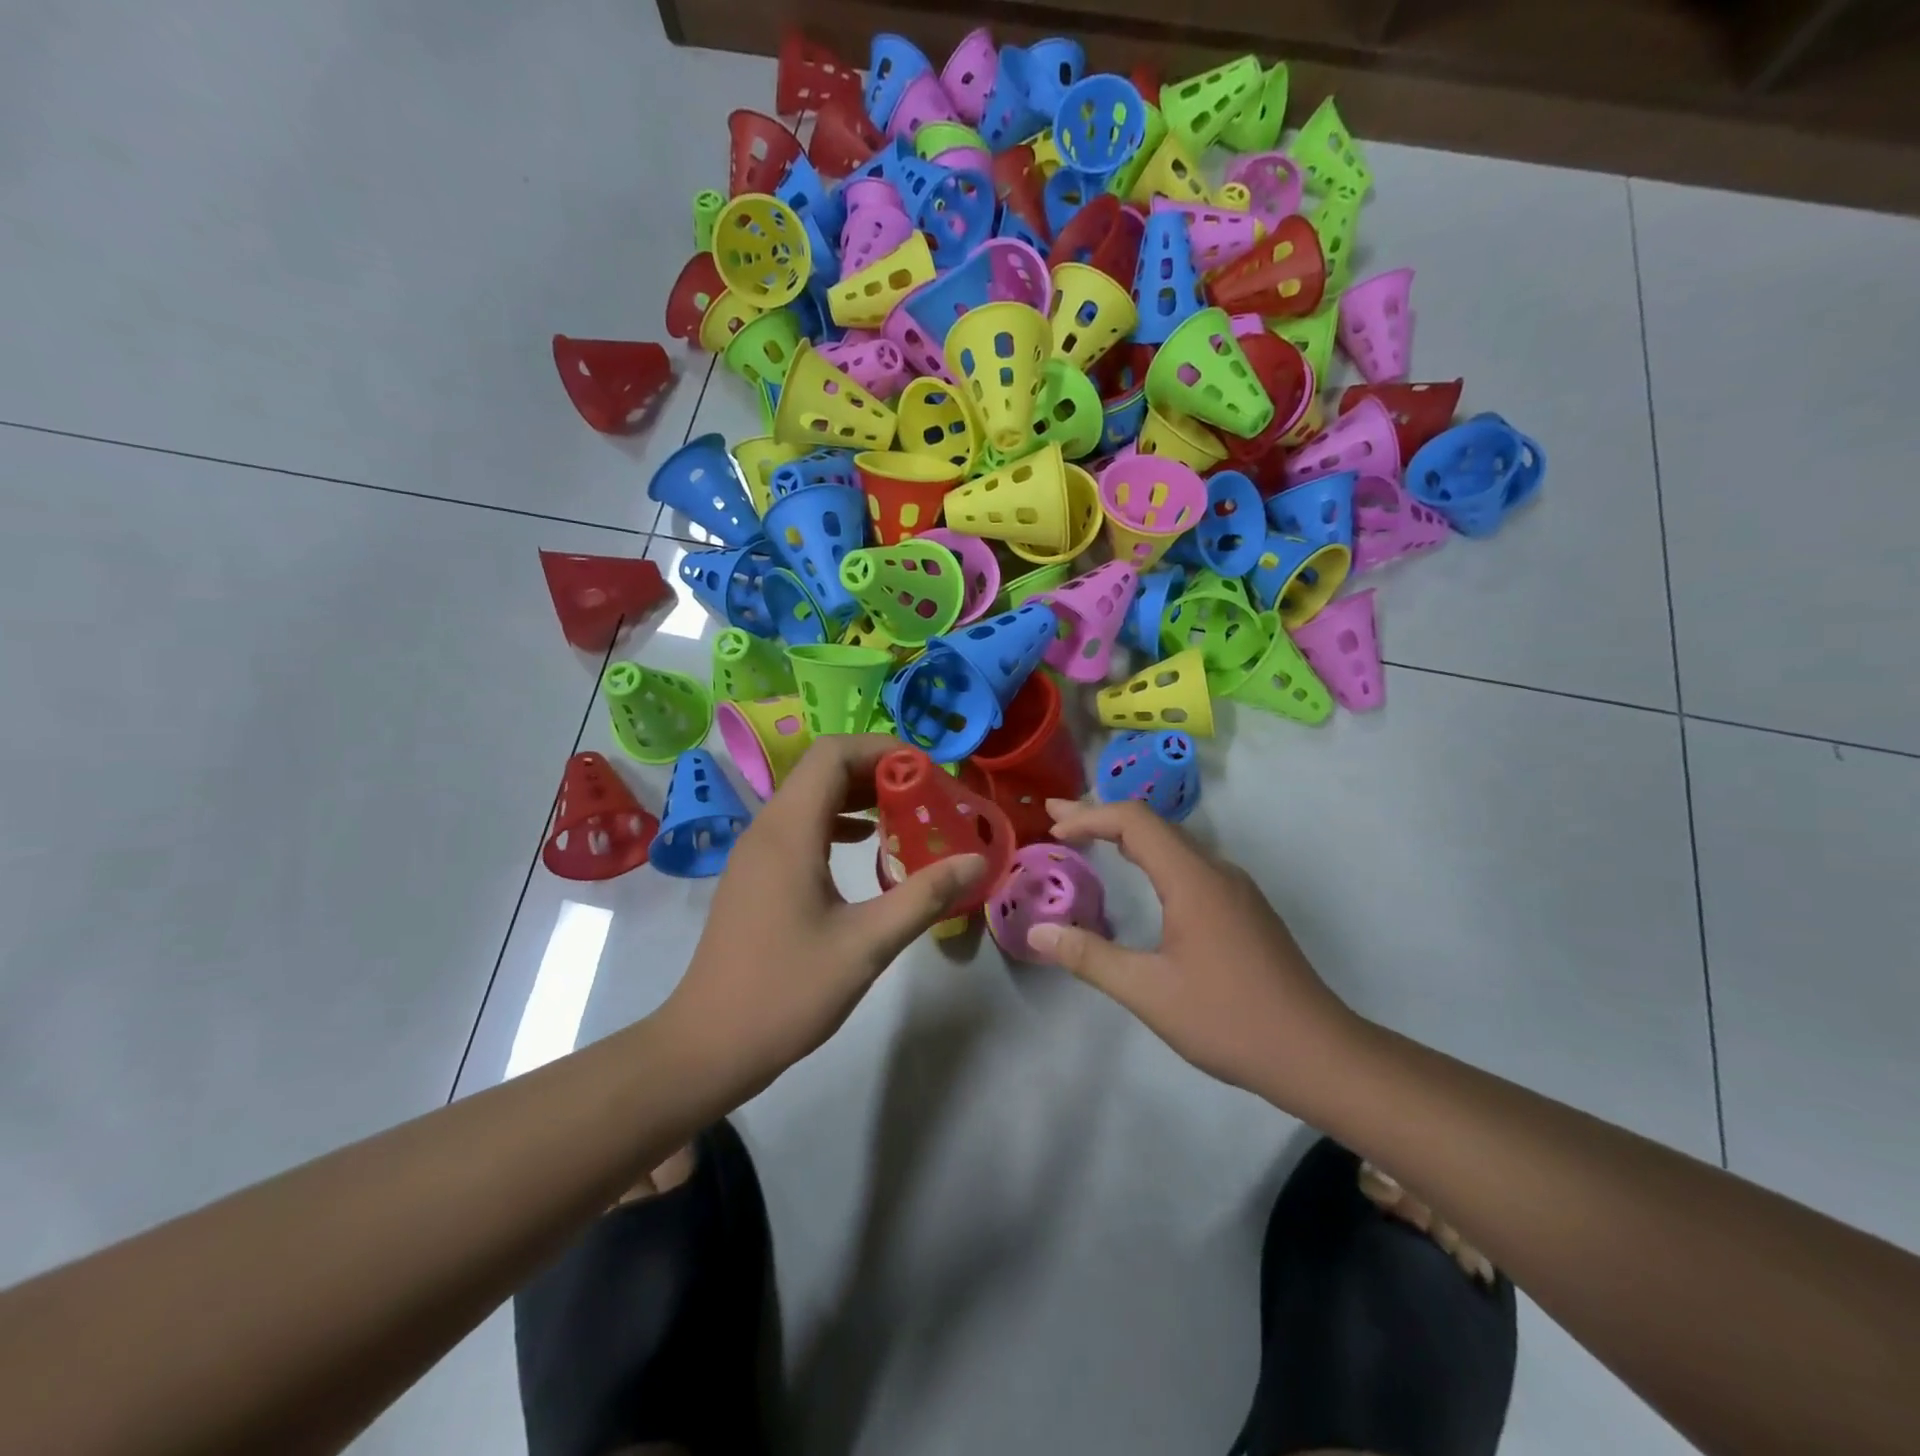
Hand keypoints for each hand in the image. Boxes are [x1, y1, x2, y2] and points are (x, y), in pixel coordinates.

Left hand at [658, 734, 985, 1106]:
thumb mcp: (866, 945)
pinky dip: (838, 822)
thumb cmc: (786, 992)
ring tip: (906, 814)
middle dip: (877, 771)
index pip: (833, 754)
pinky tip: (867, 846)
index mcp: (789, 831)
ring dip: (858, 796)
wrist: (708, 1045)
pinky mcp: (756, 875)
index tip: (927, 772)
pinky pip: (800, 826)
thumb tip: (976, 861)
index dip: (882, 749)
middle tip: (927, 793)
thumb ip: (924, 897)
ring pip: (810, 797)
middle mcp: (767, 828)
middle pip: (822, 769)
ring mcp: (756, 852)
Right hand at [1029, 798, 1360, 1108]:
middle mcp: (1217, 871)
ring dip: (1128, 838)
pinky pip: (1190, 865)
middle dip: (1100, 818)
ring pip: (1174, 845)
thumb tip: (1037, 933)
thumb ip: (1090, 957)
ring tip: (1089, 841)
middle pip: (1153, 825)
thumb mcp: (1149, 992)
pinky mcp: (1244, 910)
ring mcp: (1236, 889)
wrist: (1318, 1054)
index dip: (1089, 818)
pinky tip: (1142, 879)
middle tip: (1055, 818)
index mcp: (1193, 879)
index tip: (1053, 832)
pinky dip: (1152, 858)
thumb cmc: (1229, 1019)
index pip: (1135, 821)